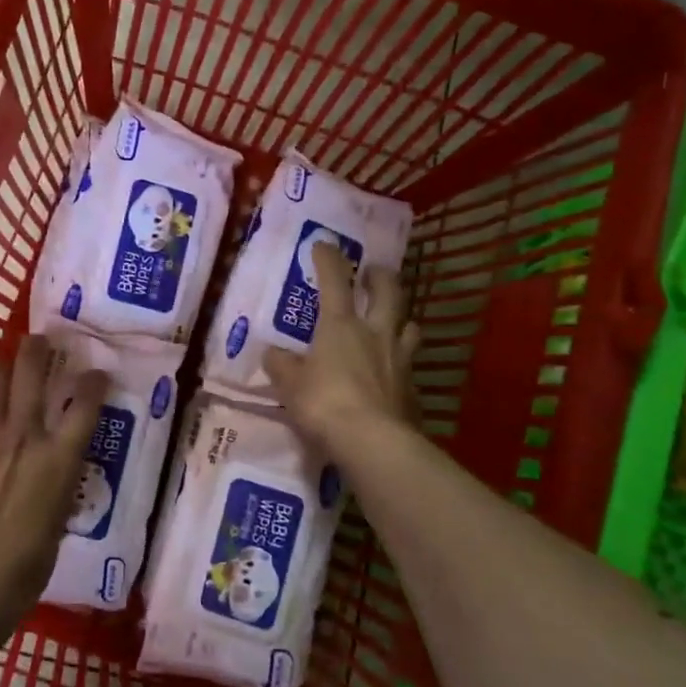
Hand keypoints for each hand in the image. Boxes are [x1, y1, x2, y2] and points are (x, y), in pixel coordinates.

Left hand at [0, 334, 109, 627]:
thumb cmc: (26, 565)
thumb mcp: (57, 520)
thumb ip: (54, 486)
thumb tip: (47, 477)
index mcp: (58, 456)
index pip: (85, 404)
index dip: (93, 382)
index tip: (96, 372)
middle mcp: (23, 434)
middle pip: (31, 372)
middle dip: (37, 349)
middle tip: (39, 341)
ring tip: (0, 368)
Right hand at [266, 242, 420, 455]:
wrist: (373, 442)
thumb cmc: (324, 403)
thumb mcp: (290, 385)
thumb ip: (281, 365)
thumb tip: (272, 353)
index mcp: (341, 326)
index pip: (335, 281)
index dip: (329, 259)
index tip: (324, 244)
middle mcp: (375, 334)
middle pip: (388, 293)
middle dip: (381, 277)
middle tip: (375, 272)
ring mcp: (400, 360)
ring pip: (409, 326)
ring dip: (401, 319)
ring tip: (393, 322)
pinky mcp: (413, 389)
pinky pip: (409, 366)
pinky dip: (401, 364)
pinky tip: (392, 374)